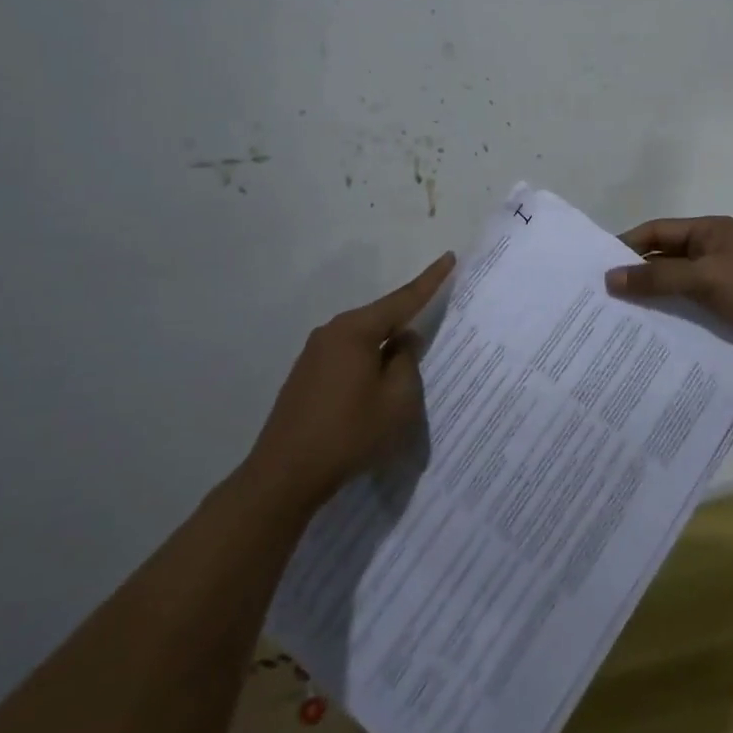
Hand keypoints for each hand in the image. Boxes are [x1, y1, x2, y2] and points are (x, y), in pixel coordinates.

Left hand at [246, 253, 455, 512]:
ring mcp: (313, 355)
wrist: (284, 475)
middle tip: (433, 331)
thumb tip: (404, 341)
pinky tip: (373, 392)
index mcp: (355, 331)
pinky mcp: (305, 377)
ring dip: (384, 352)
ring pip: (363, 341)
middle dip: (406, 325)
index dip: (430, 280)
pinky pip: (347, 358)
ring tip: (404, 376)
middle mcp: (331, 333)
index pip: (402, 299)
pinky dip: (367, 367)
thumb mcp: (397, 401)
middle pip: (380, 319)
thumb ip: (407, 363)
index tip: (448, 257)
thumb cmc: (349, 433)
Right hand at [604, 217, 732, 364]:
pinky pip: (692, 306)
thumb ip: (657, 277)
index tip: (597, 266)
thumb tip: (610, 278)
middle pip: (665, 257)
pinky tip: (653, 334)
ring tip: (620, 319)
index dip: (627, 245)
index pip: (658, 231)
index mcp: (710, 231)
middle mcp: (714, 250)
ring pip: (677, 285)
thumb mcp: (705, 279)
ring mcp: (723, 279)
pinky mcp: (731, 306)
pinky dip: (674, 315)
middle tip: (602, 297)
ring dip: (654, 298)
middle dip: (636, 275)